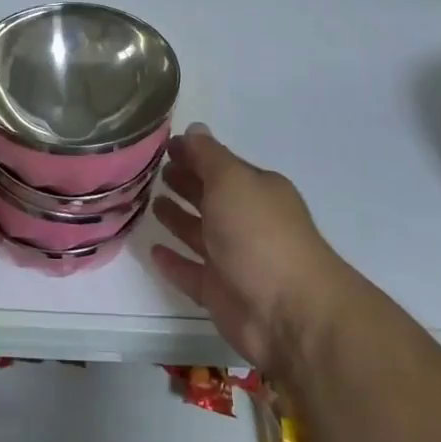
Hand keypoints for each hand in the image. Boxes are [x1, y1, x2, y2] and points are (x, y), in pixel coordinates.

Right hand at [150, 124, 350, 373]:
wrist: (289, 313)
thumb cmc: (259, 234)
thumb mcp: (232, 180)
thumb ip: (208, 155)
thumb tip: (194, 128)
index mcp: (256, 190)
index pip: (220, 165)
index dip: (194, 153)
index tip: (163, 146)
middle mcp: (247, 221)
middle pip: (210, 196)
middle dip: (186, 182)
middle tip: (153, 171)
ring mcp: (234, 259)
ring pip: (199, 233)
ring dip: (178, 218)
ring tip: (151, 203)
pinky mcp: (220, 293)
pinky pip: (191, 272)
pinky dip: (174, 262)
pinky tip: (153, 251)